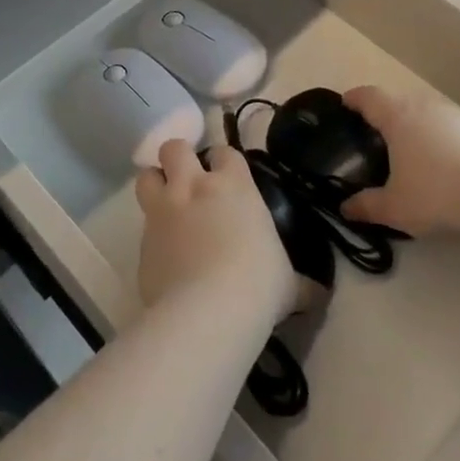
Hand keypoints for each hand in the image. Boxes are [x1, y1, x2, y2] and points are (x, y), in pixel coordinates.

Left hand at [136, 141, 295, 322]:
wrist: (209, 311)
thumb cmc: (258, 285)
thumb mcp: (287, 282)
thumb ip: (299, 281)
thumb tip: (318, 294)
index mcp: (234, 186)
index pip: (225, 152)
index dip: (223, 162)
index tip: (226, 177)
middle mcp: (193, 188)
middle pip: (174, 149)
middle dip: (178, 159)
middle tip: (187, 180)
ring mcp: (163, 213)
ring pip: (146, 177)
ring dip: (154, 185)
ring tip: (166, 204)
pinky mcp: (141, 244)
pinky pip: (142, 229)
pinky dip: (151, 237)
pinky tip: (164, 258)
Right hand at [338, 86, 459, 238]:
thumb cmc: (438, 192)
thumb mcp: (396, 207)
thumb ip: (368, 206)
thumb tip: (345, 208)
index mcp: (397, 116)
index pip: (368, 96)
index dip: (354, 99)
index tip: (345, 104)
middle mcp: (424, 105)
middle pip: (396, 100)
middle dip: (383, 114)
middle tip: (373, 134)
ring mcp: (454, 114)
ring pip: (424, 111)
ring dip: (412, 124)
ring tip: (407, 149)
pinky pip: (446, 125)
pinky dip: (436, 136)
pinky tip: (440, 161)